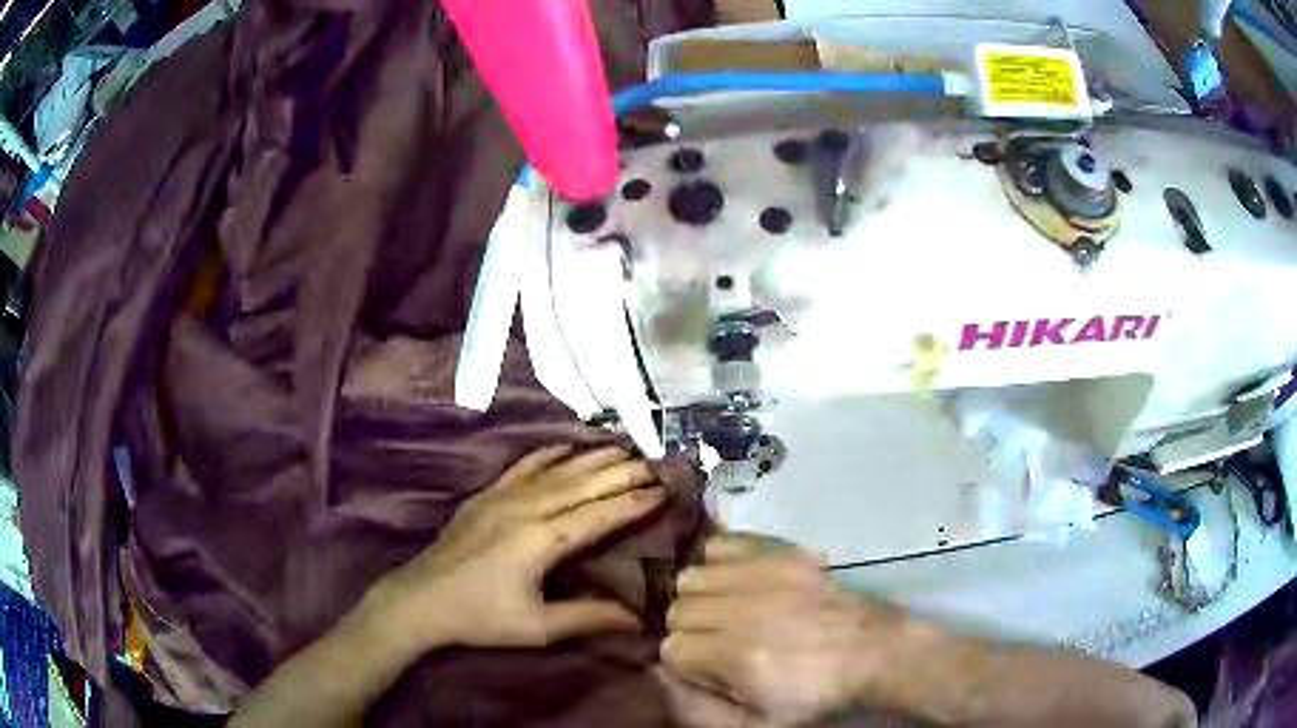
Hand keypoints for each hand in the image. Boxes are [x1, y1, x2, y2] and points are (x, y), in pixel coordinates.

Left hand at [369, 445, 666, 649]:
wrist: (421, 599)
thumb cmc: (481, 618)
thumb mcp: (538, 628)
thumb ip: (589, 618)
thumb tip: (639, 620)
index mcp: (542, 541)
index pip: (599, 514)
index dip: (634, 501)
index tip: (666, 490)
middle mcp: (526, 508)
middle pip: (584, 483)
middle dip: (623, 472)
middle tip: (658, 464)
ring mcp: (503, 496)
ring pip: (558, 469)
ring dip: (593, 457)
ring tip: (626, 447)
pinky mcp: (486, 495)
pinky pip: (524, 465)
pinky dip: (550, 454)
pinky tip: (566, 447)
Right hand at [663, 533, 914, 725]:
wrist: (874, 653)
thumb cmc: (816, 696)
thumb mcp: (759, 724)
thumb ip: (700, 708)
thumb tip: (659, 675)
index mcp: (738, 657)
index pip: (671, 648)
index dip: (686, 663)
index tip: (709, 669)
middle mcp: (744, 610)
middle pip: (677, 610)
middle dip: (689, 630)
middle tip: (718, 641)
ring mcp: (764, 575)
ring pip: (692, 576)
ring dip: (700, 597)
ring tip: (726, 611)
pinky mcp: (782, 553)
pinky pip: (722, 544)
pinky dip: (719, 562)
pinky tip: (736, 582)